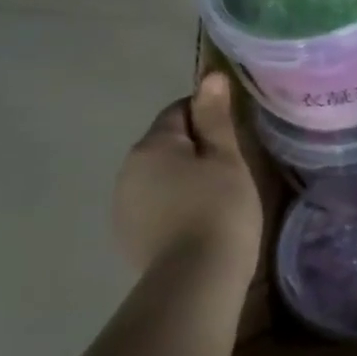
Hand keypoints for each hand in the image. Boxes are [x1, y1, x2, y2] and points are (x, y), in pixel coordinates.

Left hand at [113, 72, 261, 276]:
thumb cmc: (220, 209)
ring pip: (158, 178)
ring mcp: (122, 206)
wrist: (196, 279)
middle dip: (194, 150)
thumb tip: (210, 76)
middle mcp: (127, 170)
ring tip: (218, 200)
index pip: (178, 111)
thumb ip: (216, 119)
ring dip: (183, 180)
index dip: (208, 116)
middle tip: (232, 168)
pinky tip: (198, 224)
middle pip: (165, 146)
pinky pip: (154, 207)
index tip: (234, 134)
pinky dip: (174, 207)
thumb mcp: (226, 159)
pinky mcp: (127, 237)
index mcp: (152, 145)